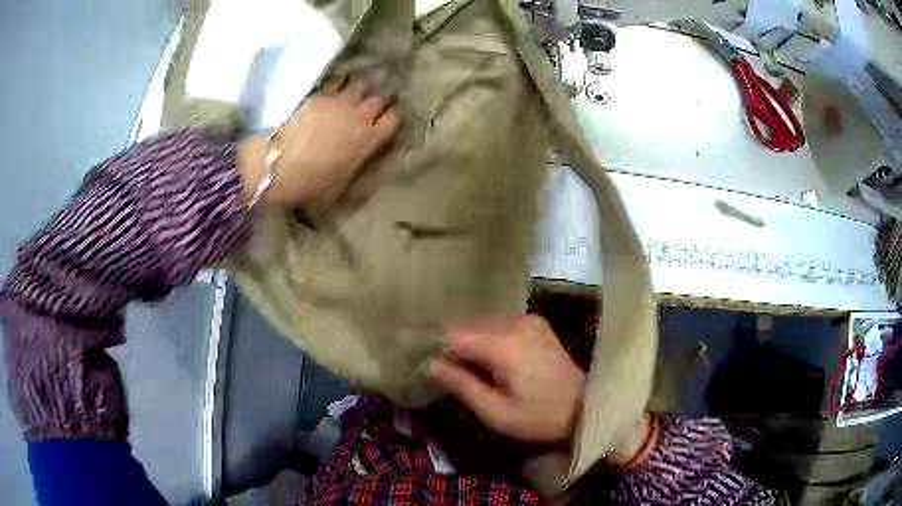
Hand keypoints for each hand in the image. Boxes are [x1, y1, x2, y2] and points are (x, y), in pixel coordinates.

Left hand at [238, 76, 398, 207]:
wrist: (280, 165)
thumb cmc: (312, 183)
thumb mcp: (343, 187)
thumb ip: (361, 172)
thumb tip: (373, 166)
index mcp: (368, 139)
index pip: (392, 119)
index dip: (389, 121)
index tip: (382, 126)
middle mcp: (359, 115)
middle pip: (378, 99)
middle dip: (375, 103)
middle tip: (368, 108)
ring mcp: (339, 101)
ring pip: (360, 84)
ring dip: (359, 88)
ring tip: (353, 92)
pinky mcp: (319, 95)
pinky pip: (336, 81)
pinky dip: (339, 82)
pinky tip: (335, 86)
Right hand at [429, 316, 585, 443]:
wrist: (585, 409)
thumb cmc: (539, 417)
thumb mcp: (496, 412)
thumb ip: (461, 385)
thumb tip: (429, 365)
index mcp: (504, 344)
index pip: (454, 334)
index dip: (434, 346)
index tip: (420, 361)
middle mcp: (515, 323)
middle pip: (468, 325)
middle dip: (451, 345)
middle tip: (440, 369)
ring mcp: (528, 320)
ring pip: (483, 324)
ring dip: (469, 341)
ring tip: (461, 366)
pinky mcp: (537, 324)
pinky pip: (500, 325)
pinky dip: (487, 338)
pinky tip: (487, 358)